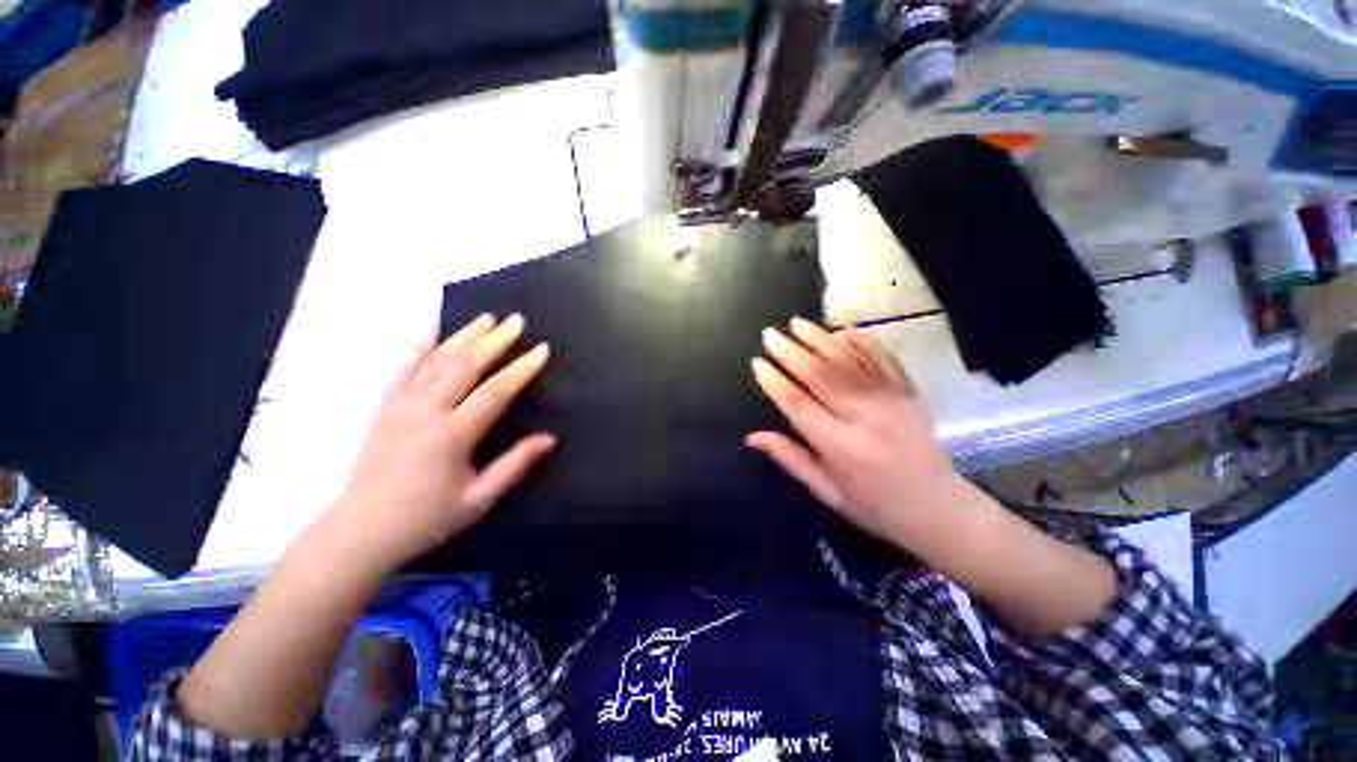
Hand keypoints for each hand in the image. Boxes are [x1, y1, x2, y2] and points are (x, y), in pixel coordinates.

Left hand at [329, 314, 553, 573]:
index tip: (541, 350)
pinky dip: (419, 346)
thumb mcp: (478, 500)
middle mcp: (425, 412)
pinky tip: (432, 330)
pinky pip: (402, 367)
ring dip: (464, 336)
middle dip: (495, 340)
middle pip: (465, 365)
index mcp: (452, 435)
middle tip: (517, 320)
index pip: (495, 392)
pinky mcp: (384, 406)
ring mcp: (400, 405)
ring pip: (436, 360)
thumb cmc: (425, 518)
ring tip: (486, 317)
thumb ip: (515, 465)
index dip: (521, 369)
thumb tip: (549, 439)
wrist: (359, 529)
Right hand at [747, 319, 963, 554]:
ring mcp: (889, 401)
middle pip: (819, 375)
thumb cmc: (874, 505)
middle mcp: (862, 417)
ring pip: (847, 361)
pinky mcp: (908, 393)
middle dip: (790, 351)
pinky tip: (844, 328)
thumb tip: (751, 436)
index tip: (757, 362)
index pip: (797, 404)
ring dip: (819, 338)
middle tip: (769, 334)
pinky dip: (864, 341)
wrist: (939, 509)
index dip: (774, 381)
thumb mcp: (826, 490)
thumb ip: (789, 458)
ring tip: (796, 323)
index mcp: (838, 446)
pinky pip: (884, 360)